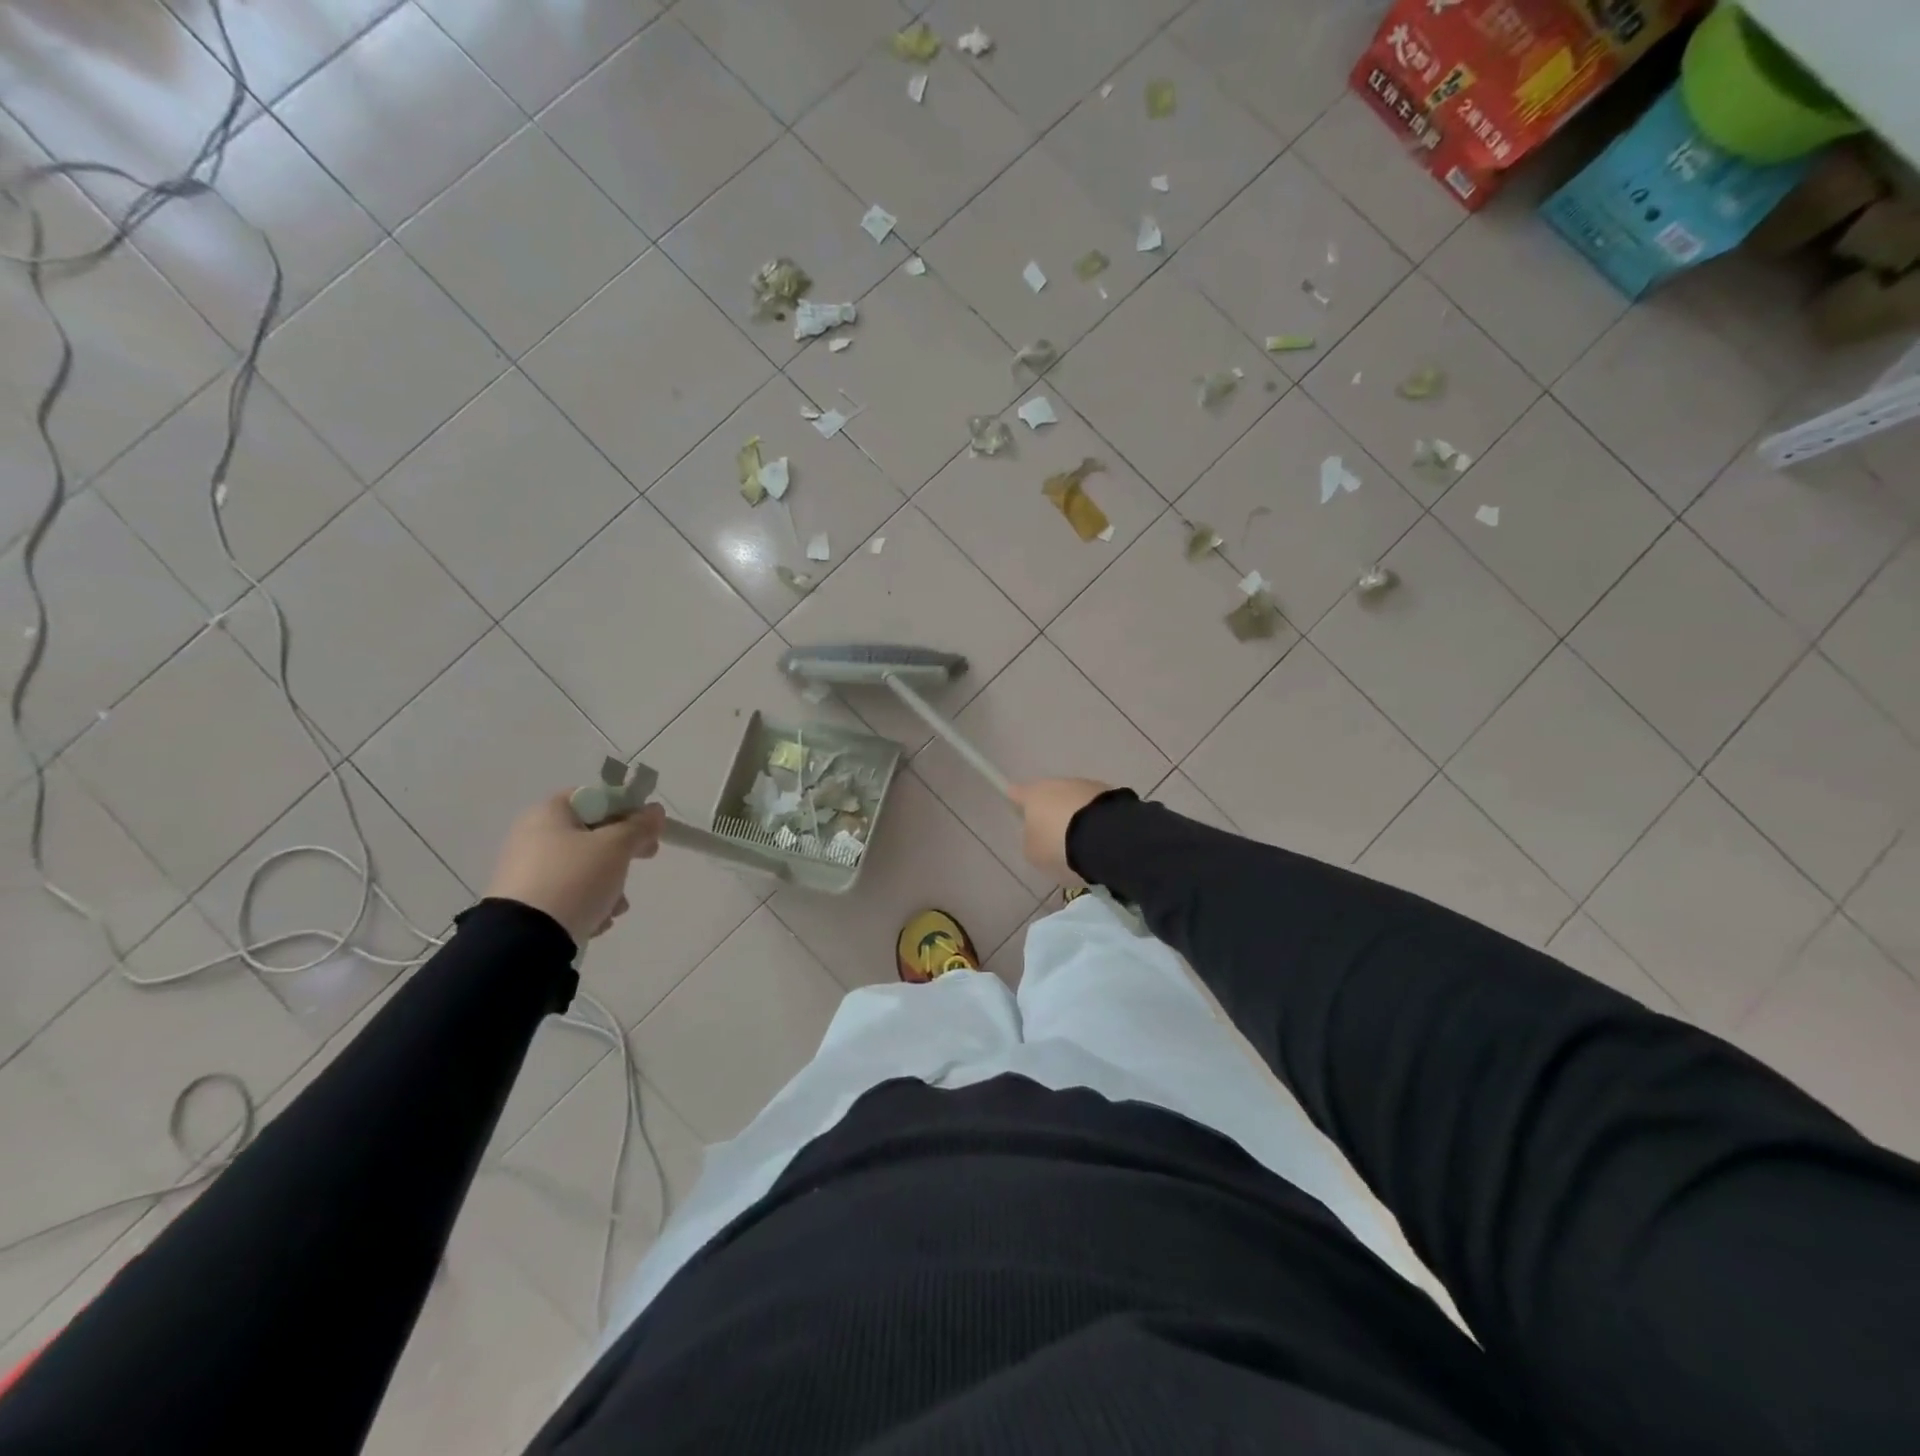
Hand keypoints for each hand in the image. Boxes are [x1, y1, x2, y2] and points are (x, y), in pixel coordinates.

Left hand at [485, 792, 664, 948]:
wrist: (525, 939)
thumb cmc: (574, 878)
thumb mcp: (616, 847)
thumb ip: (639, 825)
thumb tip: (655, 811)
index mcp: (549, 813)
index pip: (596, 798)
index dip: (627, 808)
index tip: (648, 828)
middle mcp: (533, 835)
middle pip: (592, 833)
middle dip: (622, 851)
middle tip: (646, 858)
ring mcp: (527, 870)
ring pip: (584, 867)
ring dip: (610, 883)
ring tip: (617, 906)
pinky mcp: (527, 902)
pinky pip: (568, 892)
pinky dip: (588, 902)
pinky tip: (598, 920)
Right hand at [1008, 778, 1112, 883]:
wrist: (1107, 838)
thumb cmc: (1059, 845)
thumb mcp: (1034, 853)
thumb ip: (1031, 842)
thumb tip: (1038, 836)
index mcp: (1033, 794)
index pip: (1017, 793)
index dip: (1016, 800)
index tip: (1016, 805)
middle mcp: (1059, 783)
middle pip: (1050, 796)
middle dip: (1051, 812)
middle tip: (1055, 836)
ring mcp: (1087, 786)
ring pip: (1075, 800)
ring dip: (1076, 816)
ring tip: (1082, 842)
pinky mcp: (1112, 795)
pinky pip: (1095, 809)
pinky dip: (1095, 820)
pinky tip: (1100, 840)